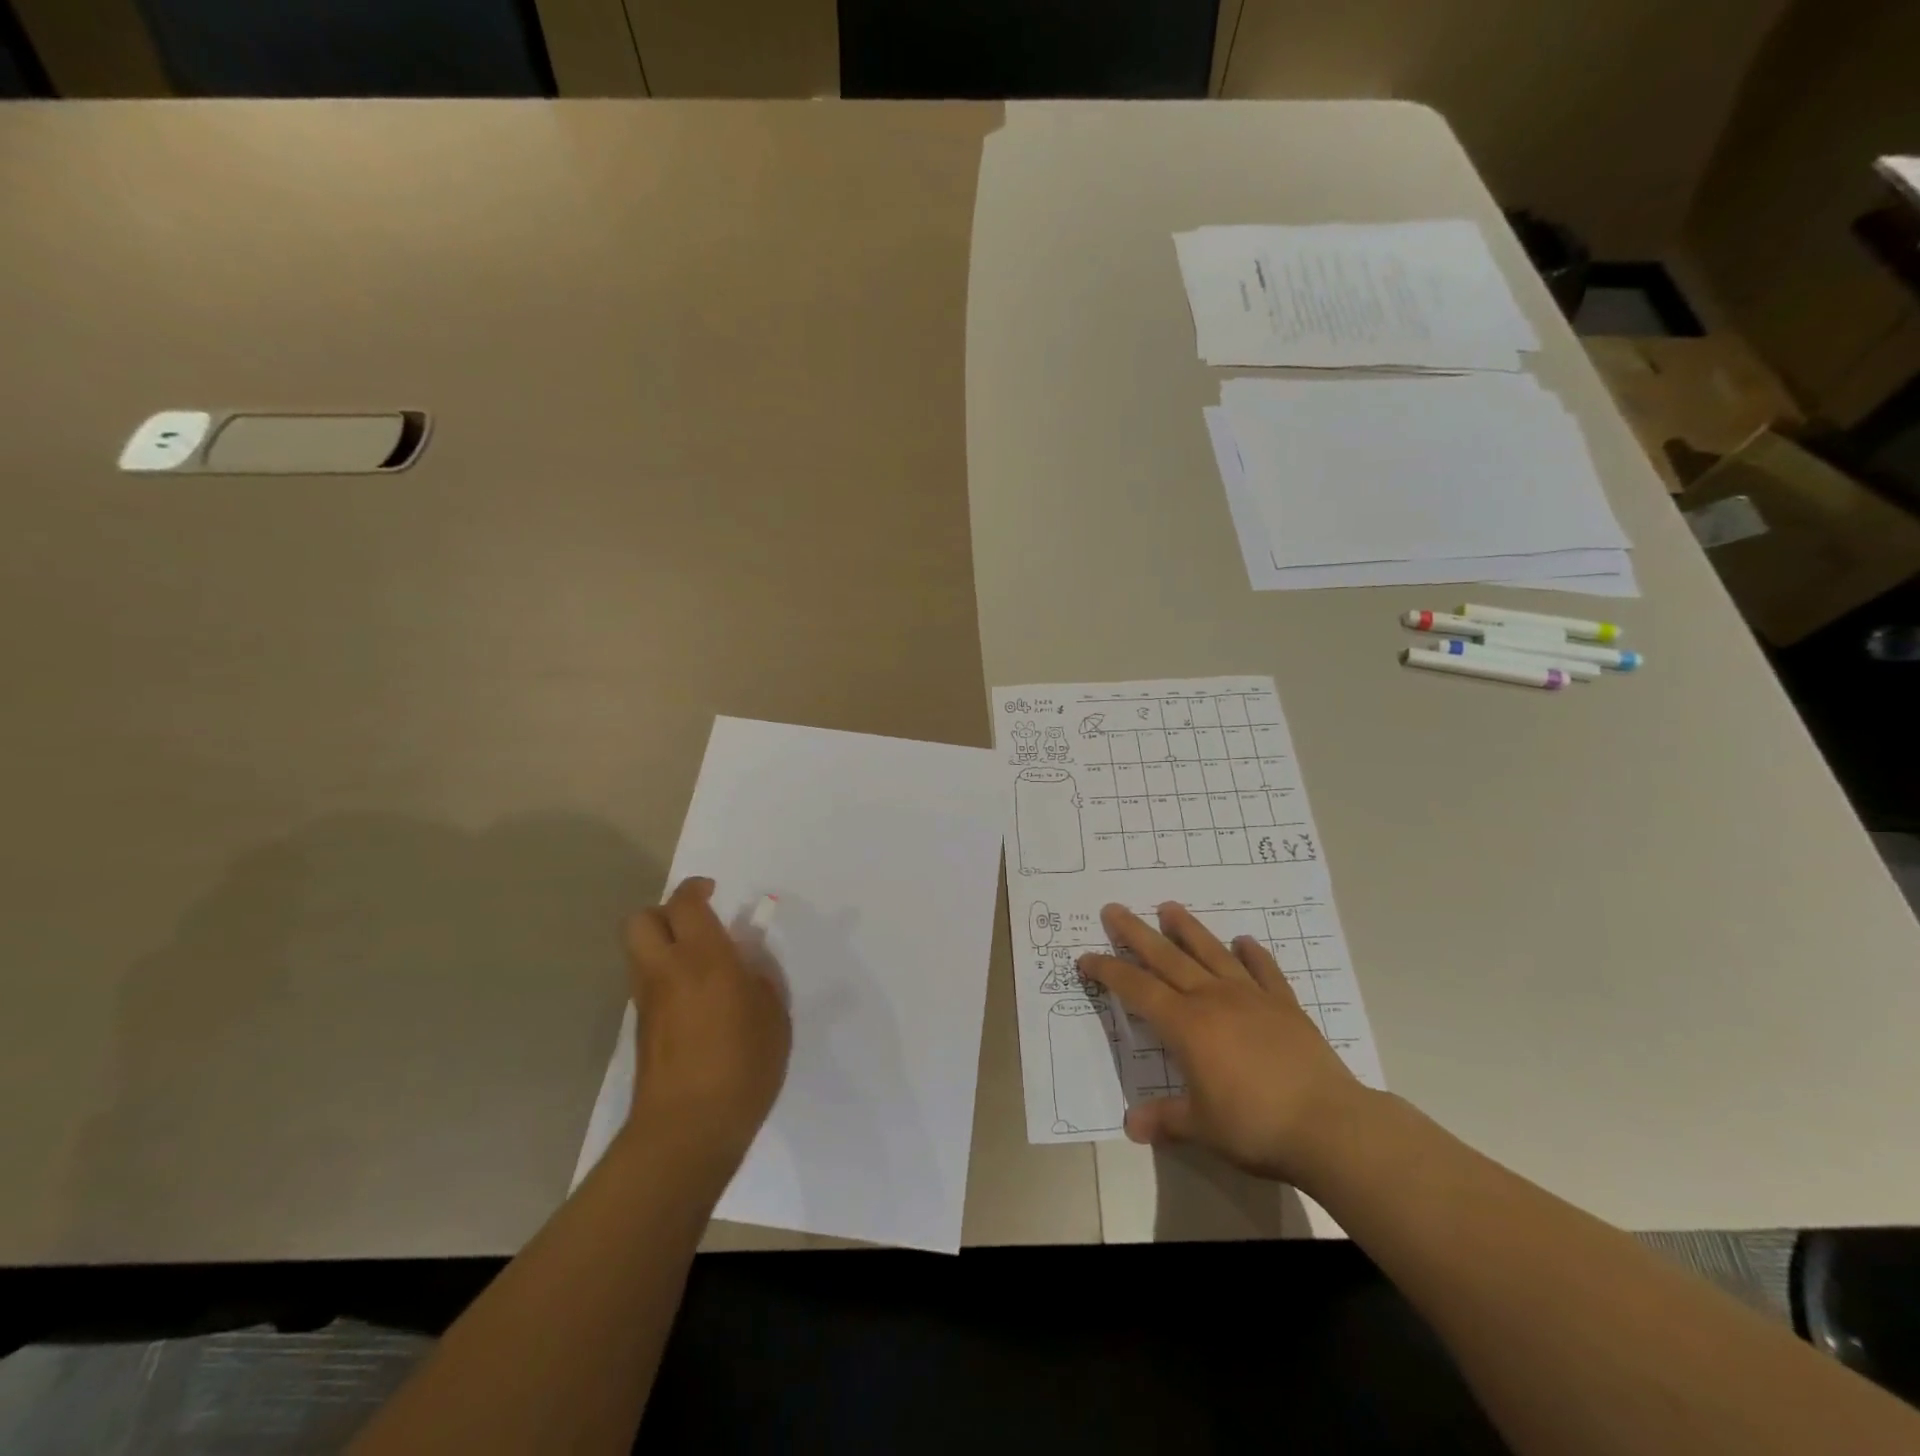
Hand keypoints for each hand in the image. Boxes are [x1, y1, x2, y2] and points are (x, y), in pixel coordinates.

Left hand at [623, 877, 791, 1166]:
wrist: (688, 1130)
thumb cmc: (743, 1066)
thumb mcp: (773, 1016)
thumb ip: (760, 979)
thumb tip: (746, 964)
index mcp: (703, 959)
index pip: (685, 904)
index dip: (696, 889)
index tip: (715, 891)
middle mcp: (666, 971)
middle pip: (641, 920)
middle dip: (665, 911)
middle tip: (698, 923)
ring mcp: (647, 1001)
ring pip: (639, 951)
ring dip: (663, 944)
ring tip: (701, 963)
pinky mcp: (640, 1030)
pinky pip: (647, 984)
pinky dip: (664, 977)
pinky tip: (695, 1001)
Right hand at [1078, 902, 1373, 1185]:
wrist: (1329, 1126)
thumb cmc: (1255, 1126)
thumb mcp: (1202, 1128)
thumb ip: (1166, 1119)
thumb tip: (1132, 1125)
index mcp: (1186, 1025)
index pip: (1137, 990)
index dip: (1109, 972)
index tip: (1087, 958)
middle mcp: (1213, 999)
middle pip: (1167, 958)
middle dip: (1136, 933)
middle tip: (1114, 909)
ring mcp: (1251, 997)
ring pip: (1211, 953)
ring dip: (1188, 929)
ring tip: (1169, 907)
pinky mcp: (1285, 1005)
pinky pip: (1265, 971)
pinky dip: (1253, 954)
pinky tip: (1245, 941)